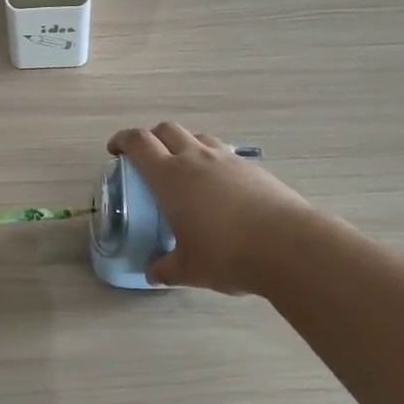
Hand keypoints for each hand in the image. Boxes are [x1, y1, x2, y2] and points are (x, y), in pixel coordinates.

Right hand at [106, 122, 317, 294]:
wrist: (288, 246)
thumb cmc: (226, 254)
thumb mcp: (189, 268)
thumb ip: (166, 269)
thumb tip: (153, 274)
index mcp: (170, 176)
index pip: (139, 142)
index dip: (123, 140)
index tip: (115, 150)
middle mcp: (196, 158)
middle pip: (167, 130)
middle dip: (153, 138)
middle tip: (148, 158)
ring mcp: (228, 160)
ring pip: (199, 137)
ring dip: (185, 145)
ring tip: (185, 170)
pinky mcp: (254, 169)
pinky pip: (225, 155)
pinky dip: (214, 162)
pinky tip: (220, 188)